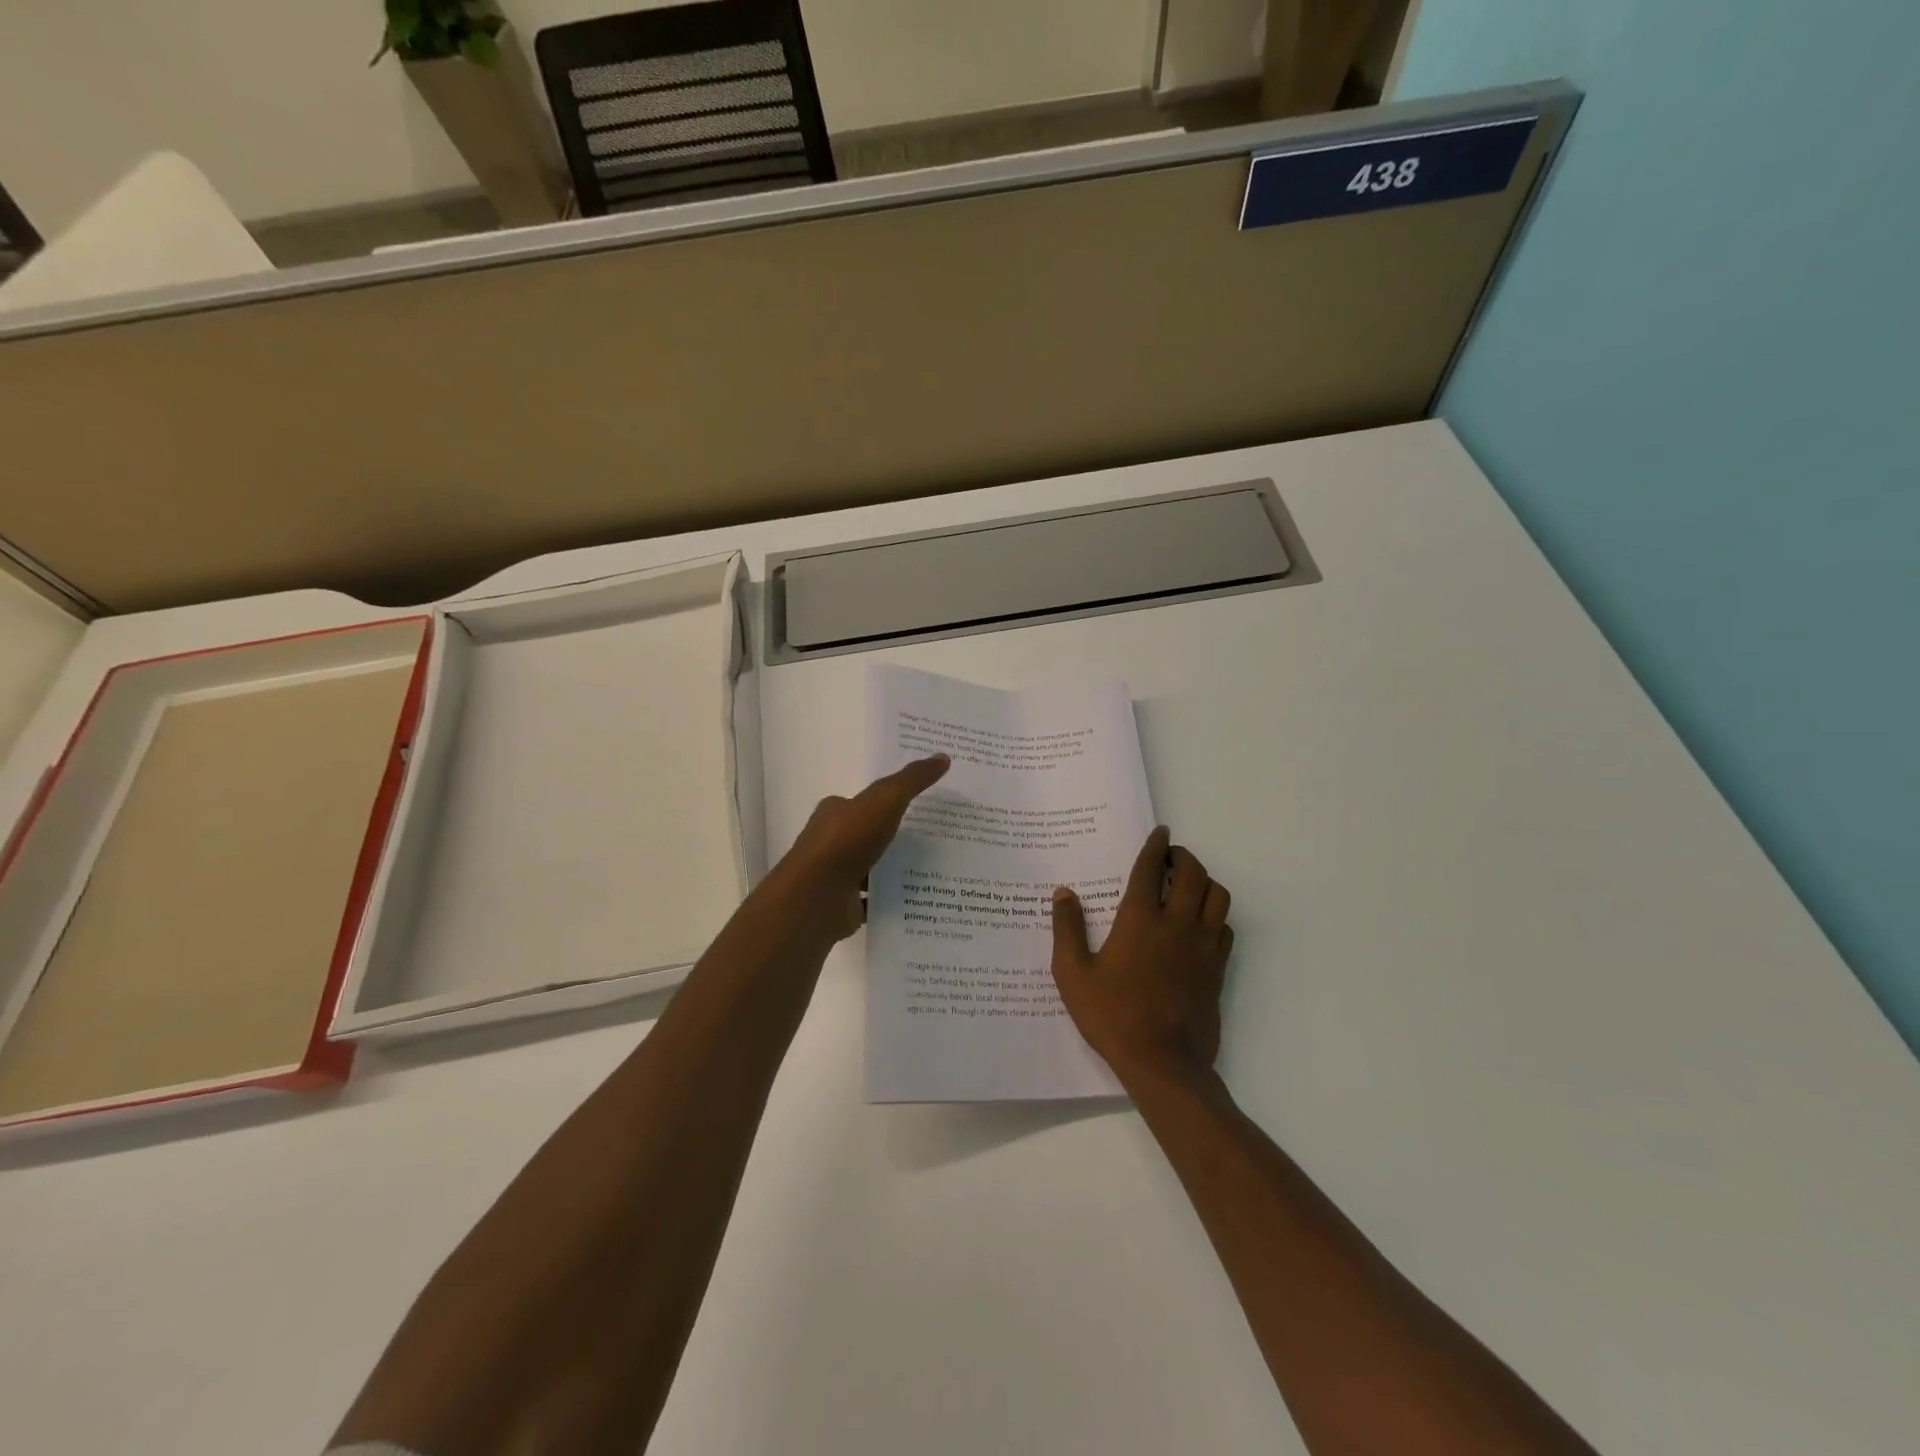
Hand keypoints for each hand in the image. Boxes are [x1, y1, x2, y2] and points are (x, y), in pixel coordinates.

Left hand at [769, 755, 950, 940]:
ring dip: (895, 869)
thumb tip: (943, 757)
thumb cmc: (847, 840)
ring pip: (872, 868)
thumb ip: (912, 780)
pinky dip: (891, 898)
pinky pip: (874, 899)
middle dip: (896, 836)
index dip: (889, 801)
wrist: (817, 896)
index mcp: (836, 812)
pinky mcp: (843, 905)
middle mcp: (832, 841)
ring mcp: (836, 875)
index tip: (921, 805)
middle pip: (868, 835)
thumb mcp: (885, 800)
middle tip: (936, 839)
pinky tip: (919, 898)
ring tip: (935, 869)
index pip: (864, 802)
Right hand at [1050, 826, 1233, 1084]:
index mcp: (1139, 919)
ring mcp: (1202, 945)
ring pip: (1217, 896)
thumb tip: (1063, 893)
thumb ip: (1067, 929)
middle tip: (1170, 857)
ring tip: (1188, 885)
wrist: (1163, 1063)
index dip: (1155, 845)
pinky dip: (1215, 915)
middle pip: (1193, 873)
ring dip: (1204, 881)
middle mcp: (1176, 923)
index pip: (1150, 868)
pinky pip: (1225, 927)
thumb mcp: (1073, 974)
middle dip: (1183, 857)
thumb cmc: (1112, 1015)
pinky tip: (1200, 923)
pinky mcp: (1217, 968)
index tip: (1160, 832)